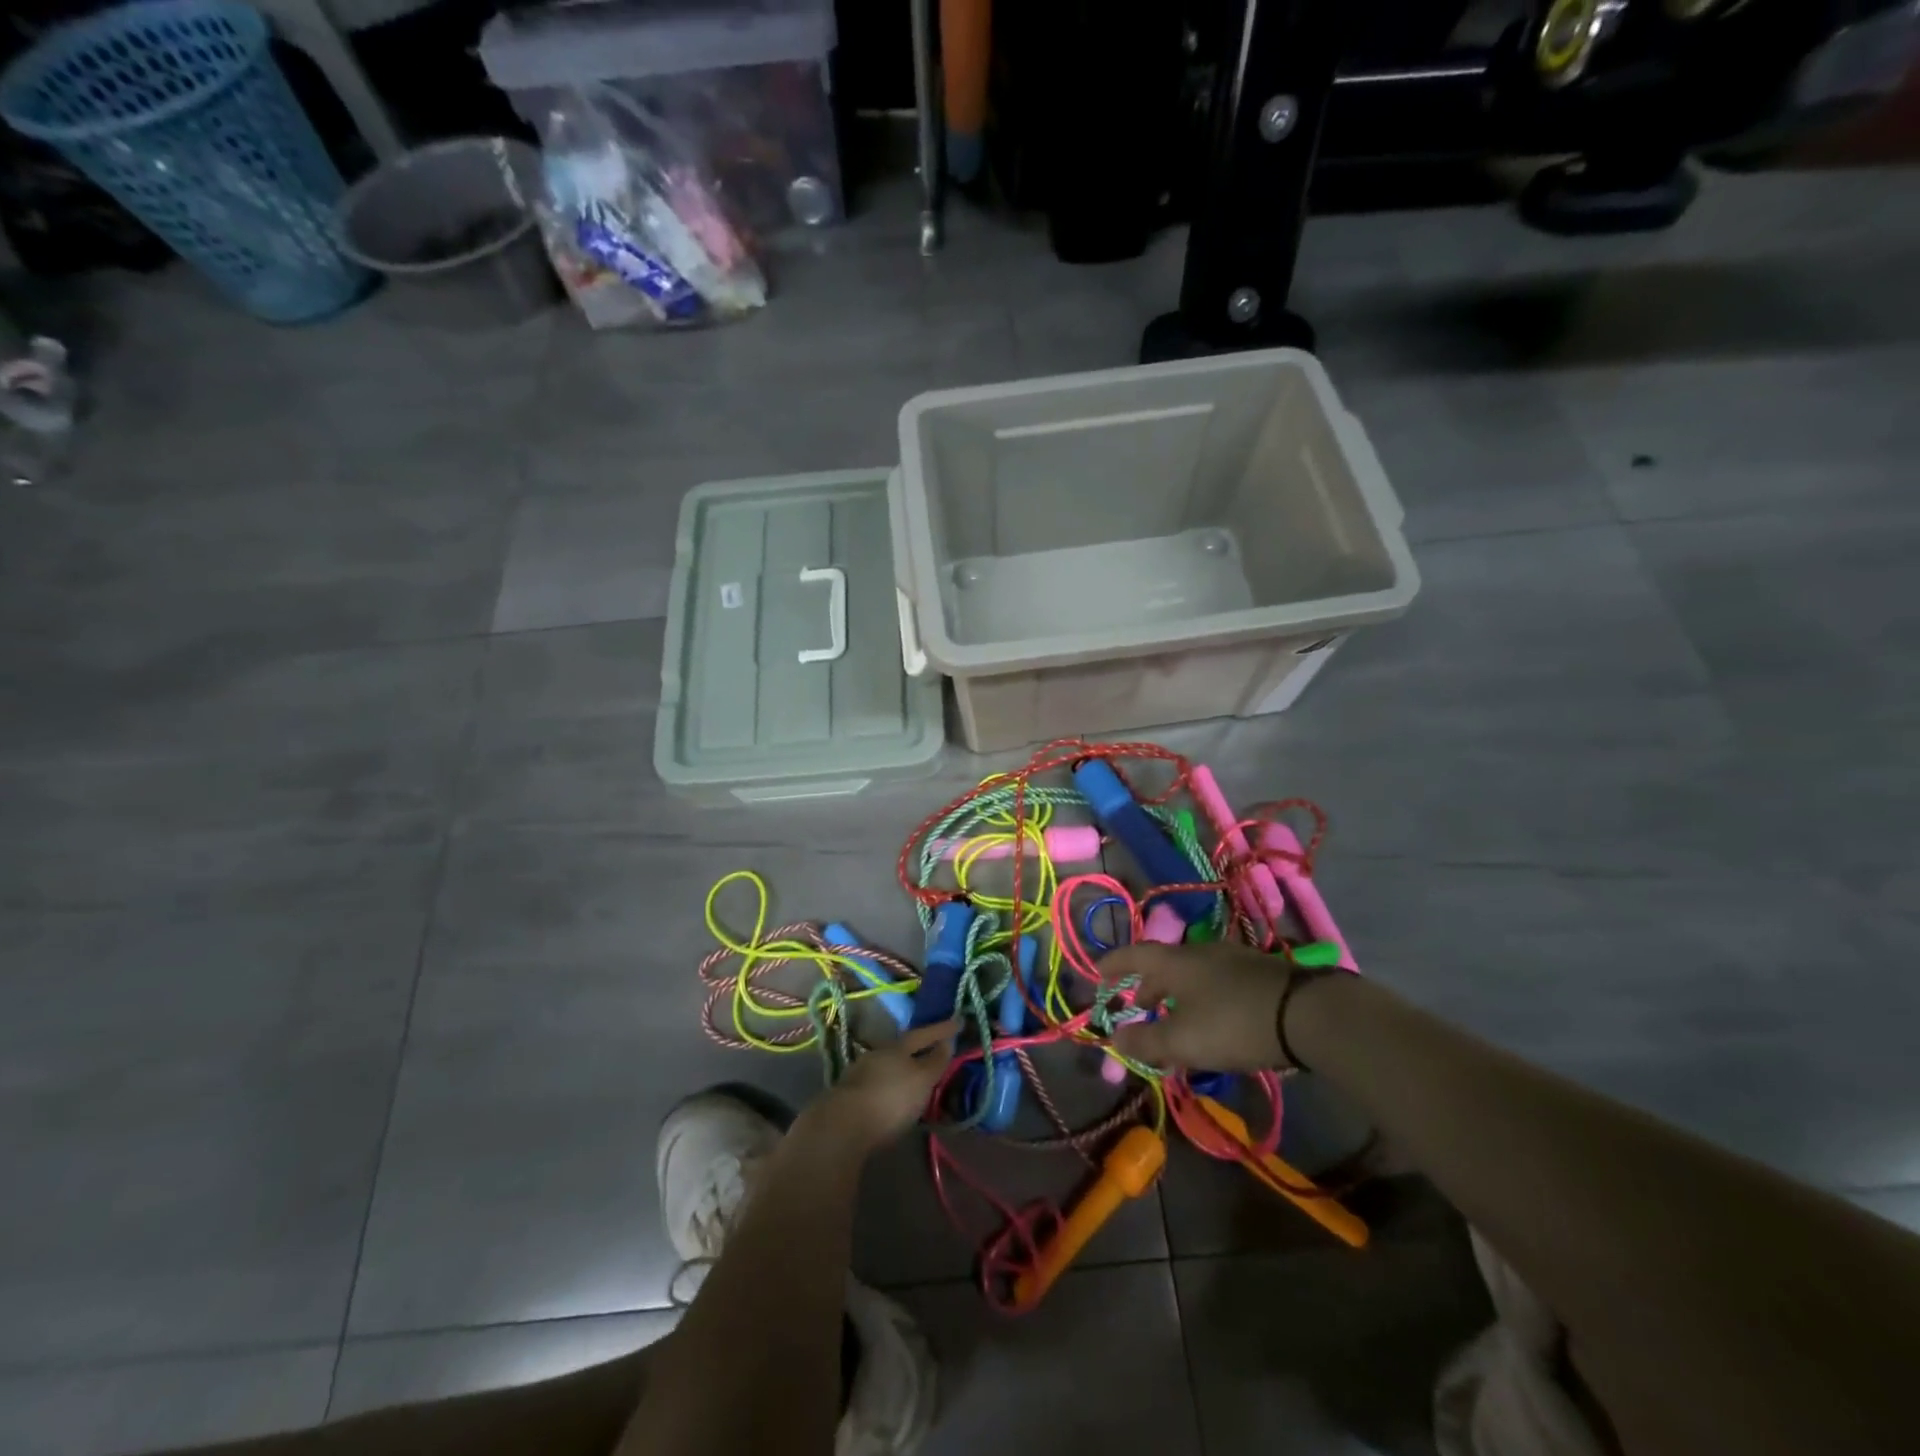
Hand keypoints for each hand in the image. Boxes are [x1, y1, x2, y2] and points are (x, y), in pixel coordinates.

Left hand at [817, 1020, 958, 1150]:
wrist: (841, 1126)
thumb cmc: (890, 1099)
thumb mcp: (921, 1080)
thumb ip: (935, 1061)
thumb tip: (947, 1042)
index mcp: (897, 1047)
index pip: (923, 1034)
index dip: (942, 1029)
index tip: (958, 1020)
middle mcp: (877, 1055)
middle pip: (902, 1049)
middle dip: (919, 1050)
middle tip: (935, 1051)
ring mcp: (859, 1074)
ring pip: (887, 1067)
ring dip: (902, 1070)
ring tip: (915, 1079)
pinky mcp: (848, 1096)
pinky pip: (877, 1084)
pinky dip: (889, 1087)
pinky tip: (893, 1098)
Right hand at [1105, 943, 1297, 1070]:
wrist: (1308, 1014)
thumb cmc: (1233, 1023)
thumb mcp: (1182, 1041)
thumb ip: (1145, 1040)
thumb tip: (1117, 1037)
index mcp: (1174, 961)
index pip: (1133, 955)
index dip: (1112, 965)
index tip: (1097, 975)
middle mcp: (1199, 951)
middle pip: (1163, 965)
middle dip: (1146, 986)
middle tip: (1137, 1006)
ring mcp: (1232, 959)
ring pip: (1191, 973)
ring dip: (1176, 994)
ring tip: (1175, 1019)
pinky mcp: (1259, 973)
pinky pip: (1216, 981)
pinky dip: (1202, 997)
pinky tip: (1213, 1020)